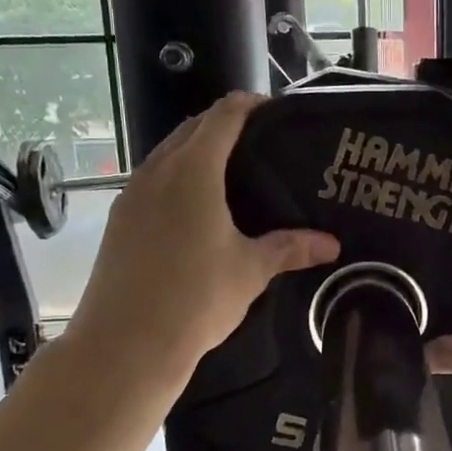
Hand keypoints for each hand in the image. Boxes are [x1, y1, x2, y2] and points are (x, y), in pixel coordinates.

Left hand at [67, 93, 338, 382]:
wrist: (125, 344)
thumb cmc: (196, 297)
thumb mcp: (251, 270)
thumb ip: (290, 248)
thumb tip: (332, 244)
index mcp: (193, 171)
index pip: (223, 117)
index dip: (250, 106)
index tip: (275, 111)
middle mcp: (157, 171)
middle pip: (192, 129)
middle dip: (225, 126)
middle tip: (261, 143)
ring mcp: (131, 195)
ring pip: (167, 155)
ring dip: (197, 151)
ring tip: (233, 173)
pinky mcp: (119, 220)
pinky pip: (153, 181)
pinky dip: (177, 178)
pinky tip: (197, 209)